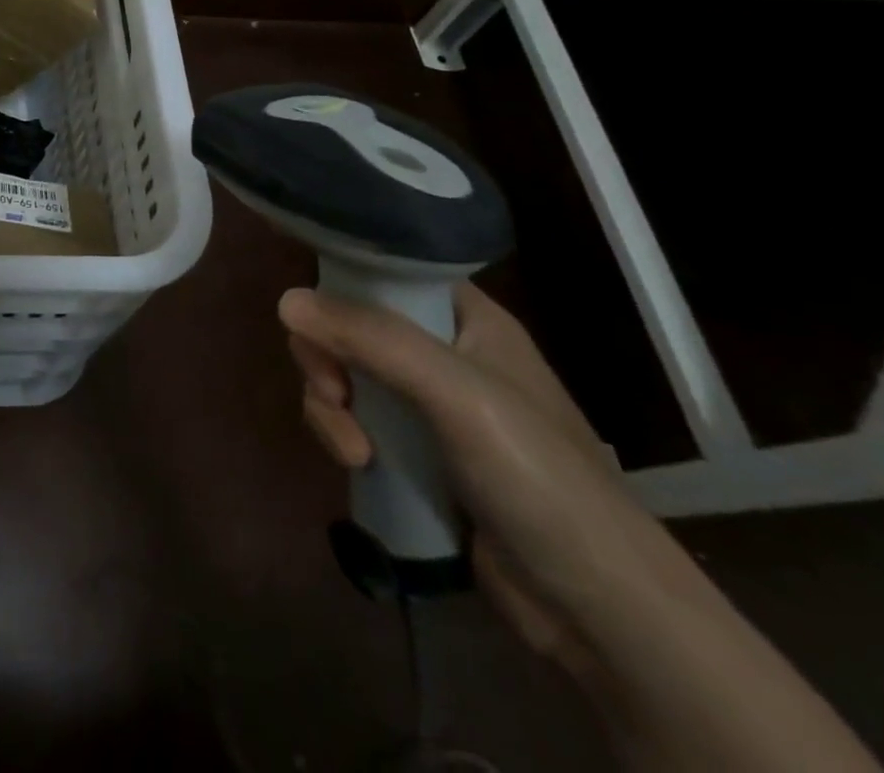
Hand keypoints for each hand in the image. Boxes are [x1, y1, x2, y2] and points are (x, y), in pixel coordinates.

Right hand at [280, 282, 657, 677]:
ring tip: (351, 448)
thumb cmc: (539, 478)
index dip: (342, 280)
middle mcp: (441, 353)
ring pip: (342, 373)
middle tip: (332, 391)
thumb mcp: (457, 395)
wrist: (598, 610)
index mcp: (467, 320)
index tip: (308, 309)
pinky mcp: (410, 453)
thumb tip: (285, 301)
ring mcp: (424, 405)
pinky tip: (356, 465)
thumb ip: (373, 340)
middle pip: (350, 323)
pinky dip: (340, 435)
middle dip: (326, 356)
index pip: (388, 272)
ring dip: (329, 404)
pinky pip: (350, 420)